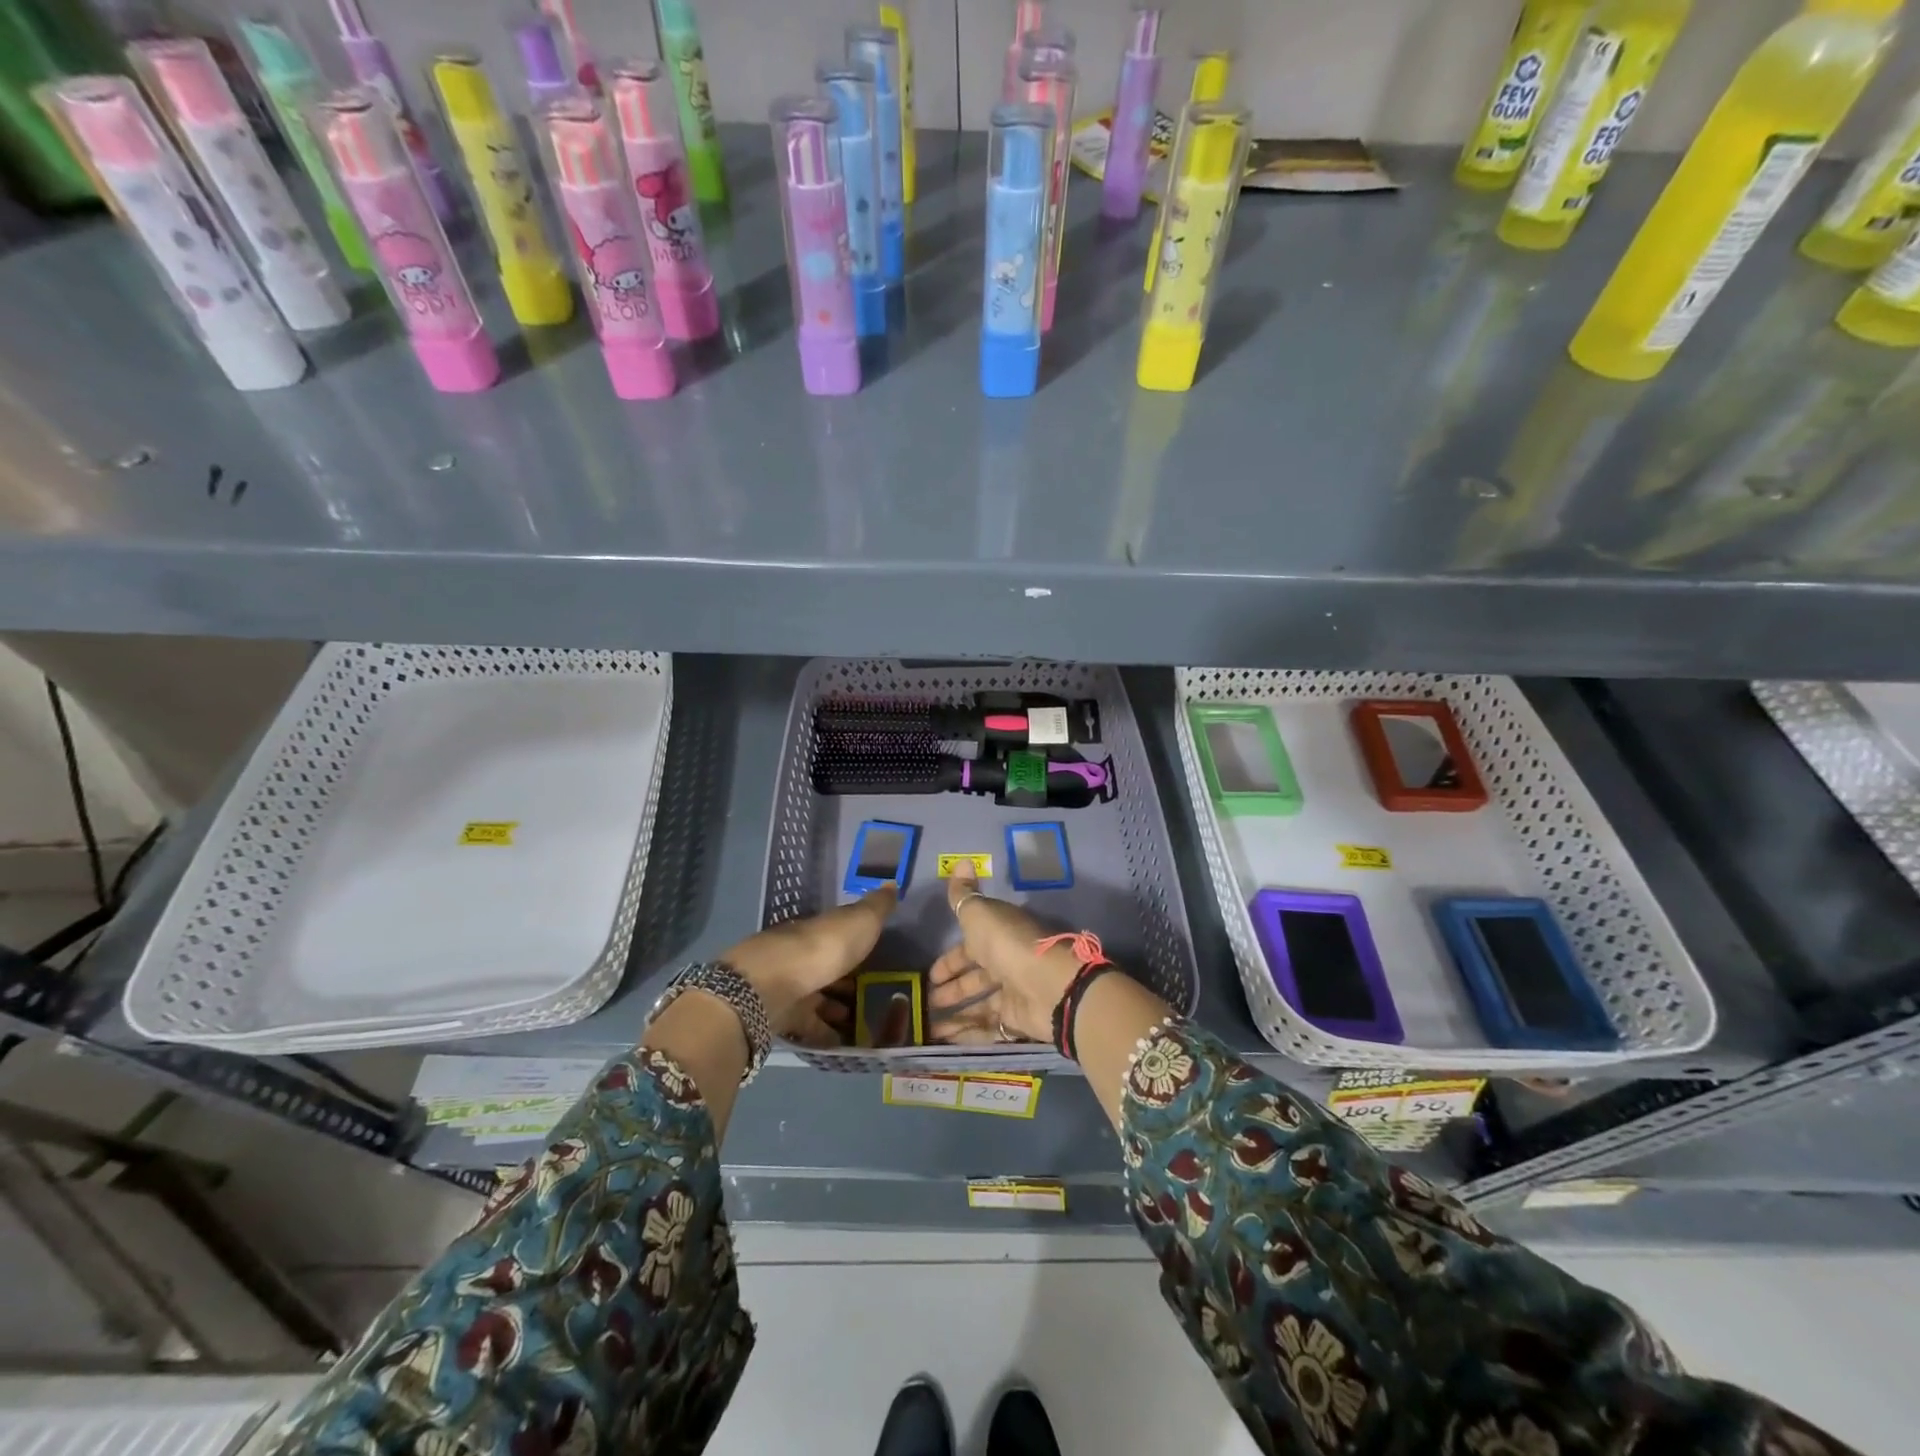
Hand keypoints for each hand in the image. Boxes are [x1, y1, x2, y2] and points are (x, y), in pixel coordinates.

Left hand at [720, 887, 896, 1025]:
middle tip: (878, 995)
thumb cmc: (823, 947)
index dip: (859, 943)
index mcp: (821, 929)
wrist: (772, 985)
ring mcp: (792, 986)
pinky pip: (810, 1026)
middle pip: (829, 966)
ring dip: (838, 1007)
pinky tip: (845, 1043)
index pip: (840, 933)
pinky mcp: (784, 1016)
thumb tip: (892, 883)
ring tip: (865, 1022)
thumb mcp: (860, 921)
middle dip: (849, 978)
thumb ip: (877, 907)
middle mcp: (804, 954)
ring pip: (819, 996)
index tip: (881, 955)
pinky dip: (826, 1033)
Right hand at [927, 870, 1078, 1043]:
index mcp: (997, 935)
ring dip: (954, 1014)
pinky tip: (943, 1041)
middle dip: (950, 989)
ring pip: (979, 1005)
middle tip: (924, 1002)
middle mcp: (1005, 963)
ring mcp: (1012, 993)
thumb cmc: (1011, 945)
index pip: (969, 947)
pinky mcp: (1016, 1020)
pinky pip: (987, 1028)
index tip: (929, 975)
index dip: (949, 960)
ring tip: (927, 1026)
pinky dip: (966, 1034)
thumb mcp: (980, 914)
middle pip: (974, 977)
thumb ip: (964, 895)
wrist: (1051, 987)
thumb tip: (961, 861)